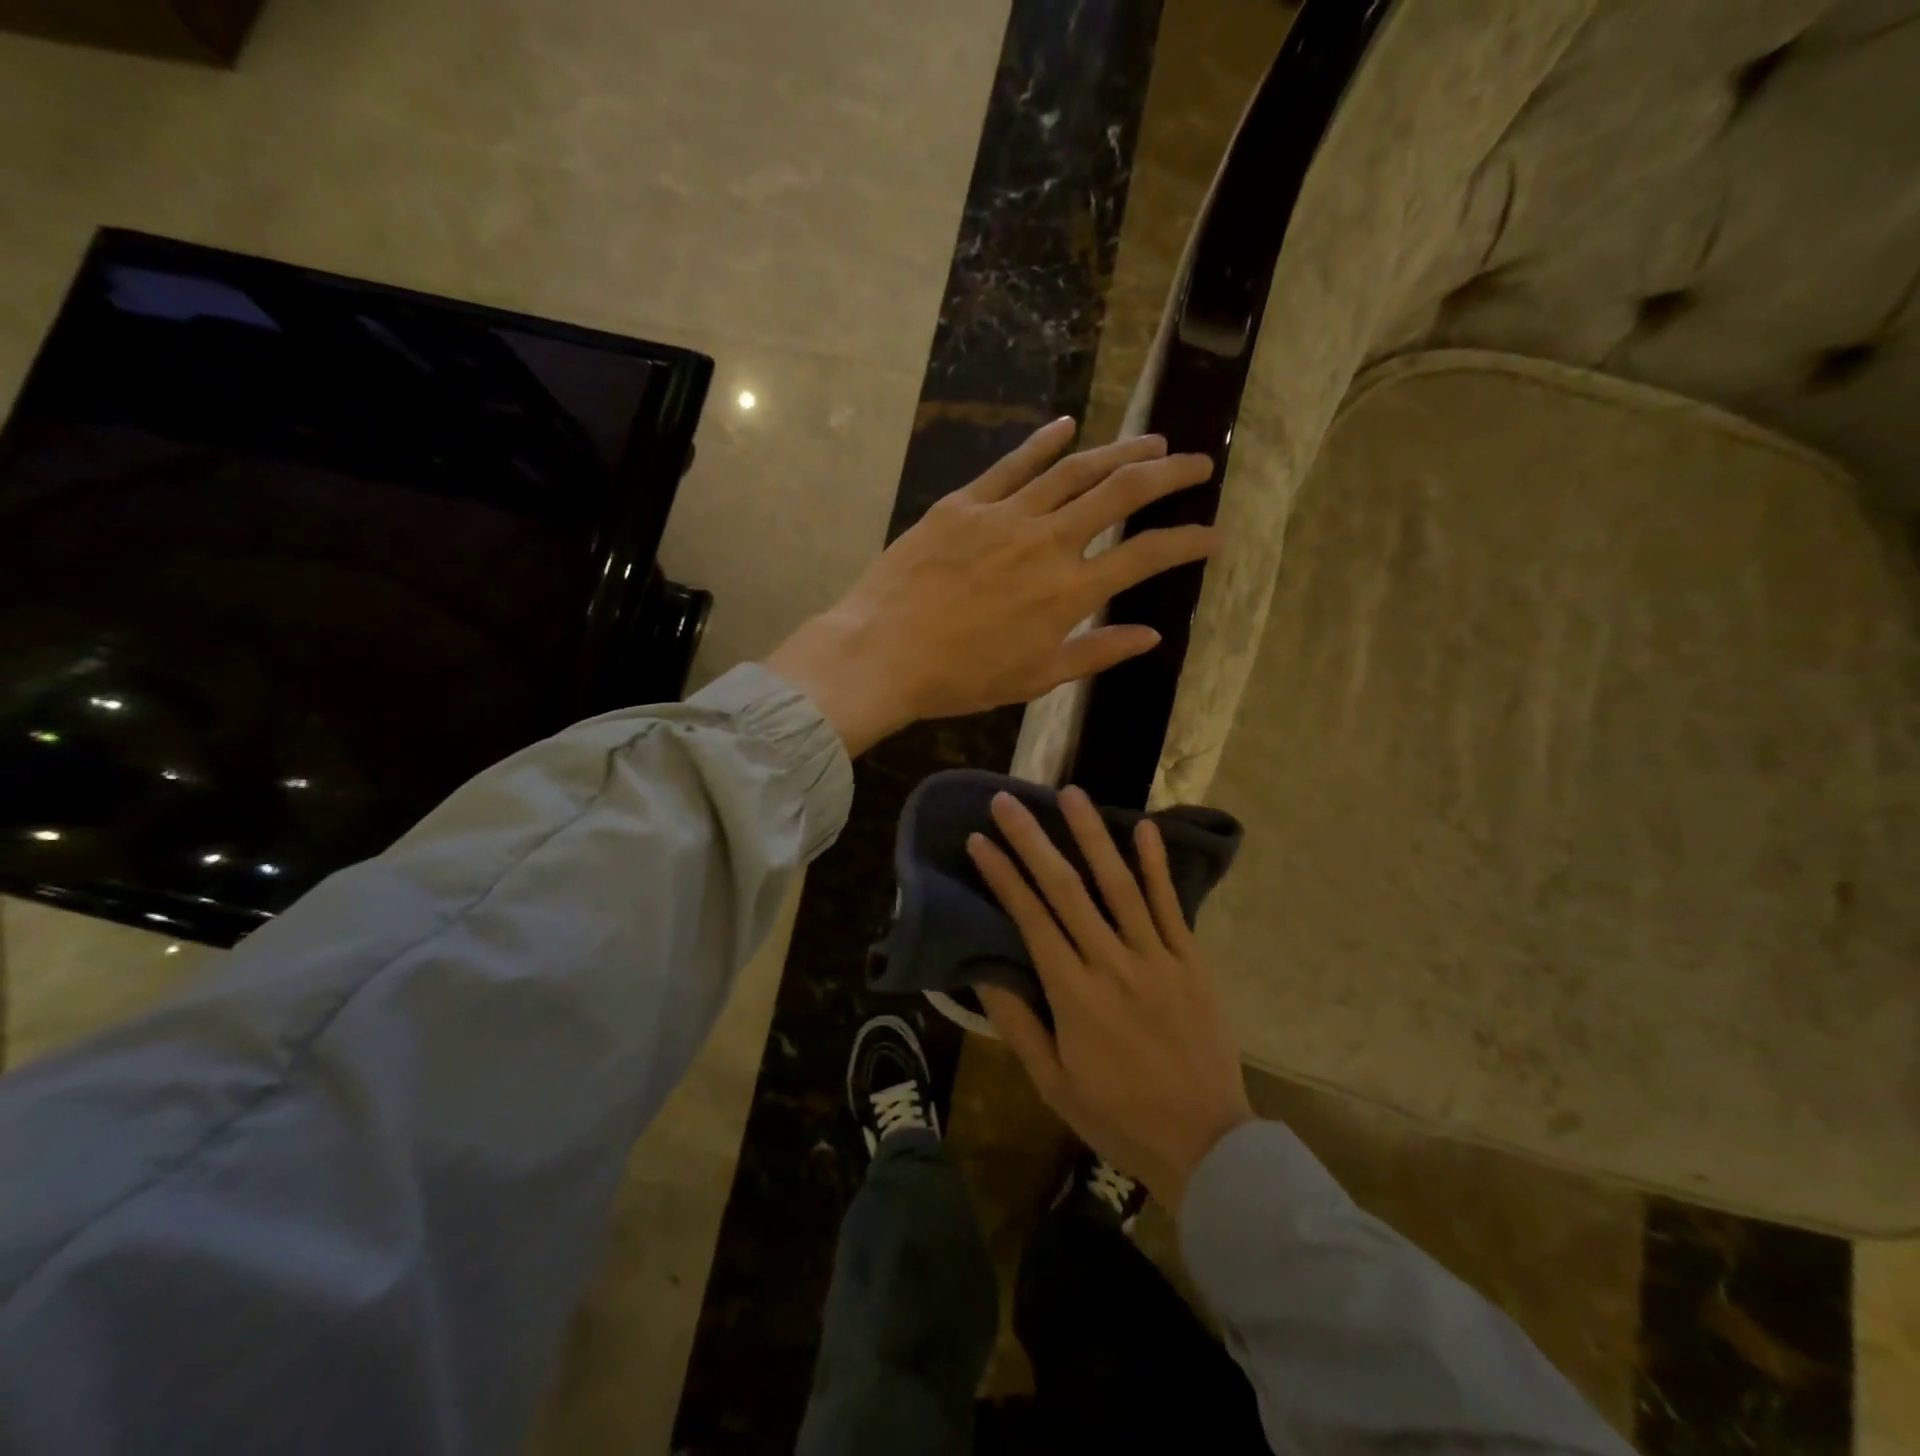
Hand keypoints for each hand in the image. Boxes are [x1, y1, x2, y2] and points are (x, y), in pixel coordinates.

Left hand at [763, 418, 1216, 753]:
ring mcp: (1005, 516)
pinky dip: (1043, 442)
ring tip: (1150, 440)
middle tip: (1196, 462)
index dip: (1187, 542)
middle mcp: (1048, 542)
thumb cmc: (960, 678)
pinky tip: (1068, 426)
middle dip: (1167, 474)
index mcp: (1069, 592)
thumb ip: (1095, 652)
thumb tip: (1149, 635)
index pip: (1145, 557)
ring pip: (1075, 469)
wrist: (883, 653)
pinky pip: (1012, 464)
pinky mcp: (965, 503)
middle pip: (1121, 494)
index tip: (1213, 534)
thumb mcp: (1035, 678)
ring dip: (1118, 451)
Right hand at [966, 787, 1253, 1214]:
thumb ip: (1019, 1025)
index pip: (1031, 919)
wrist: (1206, 1142)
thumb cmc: (1119, 1116)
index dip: (1003, 876)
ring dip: (1093, 835)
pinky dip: (1157, 865)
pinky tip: (1144, 827)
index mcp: (1074, 994)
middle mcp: (1112, 963)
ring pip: (1119, 885)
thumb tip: (983, 973)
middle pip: (1067, 889)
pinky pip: (1171, 905)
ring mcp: (1157, 957)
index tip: (980, 841)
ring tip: (1071, 794)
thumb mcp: (1054, 1084)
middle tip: (1008, 801)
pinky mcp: (1191, 960)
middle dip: (1033, 841)